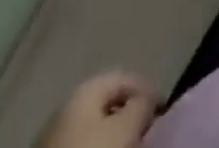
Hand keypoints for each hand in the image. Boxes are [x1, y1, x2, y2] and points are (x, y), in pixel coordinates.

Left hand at [41, 72, 158, 147]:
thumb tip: (148, 98)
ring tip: (131, 143)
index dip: (147, 89)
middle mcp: (69, 101)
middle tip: (148, 127)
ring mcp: (55, 132)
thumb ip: (142, 104)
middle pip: (108, 101)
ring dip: (115, 131)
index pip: (125, 76)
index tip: (163, 109)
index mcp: (86, 86)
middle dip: (130, 111)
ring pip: (95, 125)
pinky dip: (100, 144)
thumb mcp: (125, 127)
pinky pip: (84, 142)